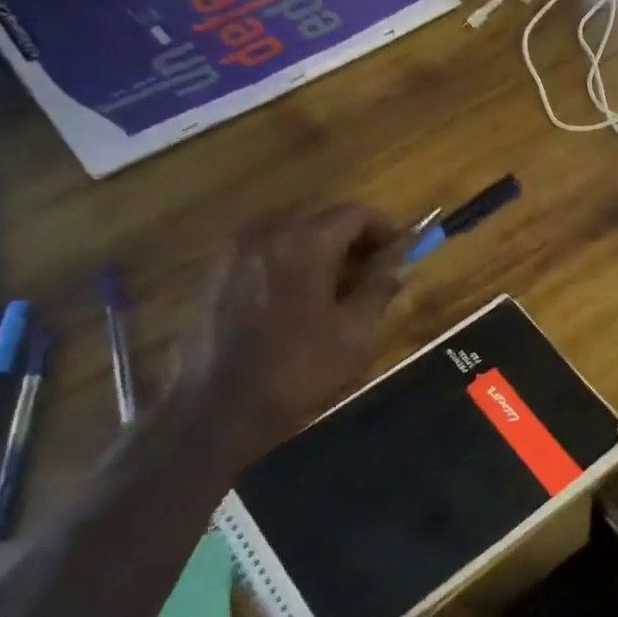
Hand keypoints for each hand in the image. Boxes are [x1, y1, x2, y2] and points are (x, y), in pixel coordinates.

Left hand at [172, 204, 406, 466]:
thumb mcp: (354, 334)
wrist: (220, 406)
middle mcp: (266, 234)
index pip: (354, 213)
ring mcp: (234, 251)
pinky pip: (261, 243)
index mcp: (305, 244)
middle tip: (373, 260)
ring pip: (286, 223)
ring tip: (337, 273)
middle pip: (318, 211)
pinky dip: (287, 251)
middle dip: (351, 229)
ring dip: (317, 237)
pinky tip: (298, 287)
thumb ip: (379, 291)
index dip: (384, 226)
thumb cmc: (298, 369)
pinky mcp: (215, 271)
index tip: (402, 246)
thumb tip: (399, 268)